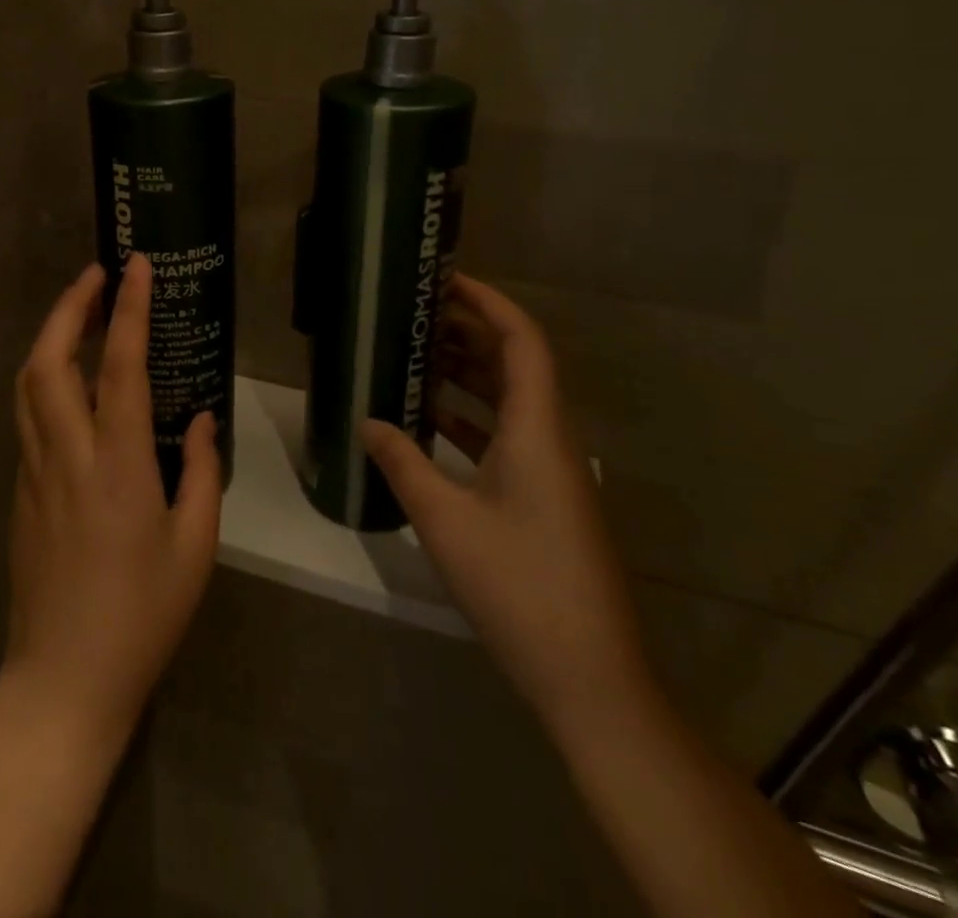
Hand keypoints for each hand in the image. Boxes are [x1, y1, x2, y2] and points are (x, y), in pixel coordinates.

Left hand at [2, 255, 221, 744]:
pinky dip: (43, 378)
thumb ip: (203, 472)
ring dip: (50, 336)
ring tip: (80, 312)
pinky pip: (27, 417)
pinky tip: (68, 381)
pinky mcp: (21, 492)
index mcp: (118, 466)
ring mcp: (34, 472)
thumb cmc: (142, 616)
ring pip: (27, 384)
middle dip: (69, 306)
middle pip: (49, 360)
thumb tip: (204, 419)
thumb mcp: (195, 546)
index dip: (128, 309)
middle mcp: (67, 456)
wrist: (63, 681)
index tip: (134, 266)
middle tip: (95, 274)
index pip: (120, 366)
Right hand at [361, 273, 648, 730]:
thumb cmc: (519, 586)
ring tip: (414, 358)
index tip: (445, 280)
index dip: (489, 302)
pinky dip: (470, 420)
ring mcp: (552, 473)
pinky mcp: (546, 500)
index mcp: (537, 430)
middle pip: (515, 365)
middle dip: (469, 333)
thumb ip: (402, 462)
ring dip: (467, 376)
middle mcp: (551, 440)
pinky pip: (506, 437)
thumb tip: (367, 421)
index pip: (522, 341)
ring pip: (510, 402)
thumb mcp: (445, 520)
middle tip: (416, 315)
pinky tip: (429, 425)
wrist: (590, 678)